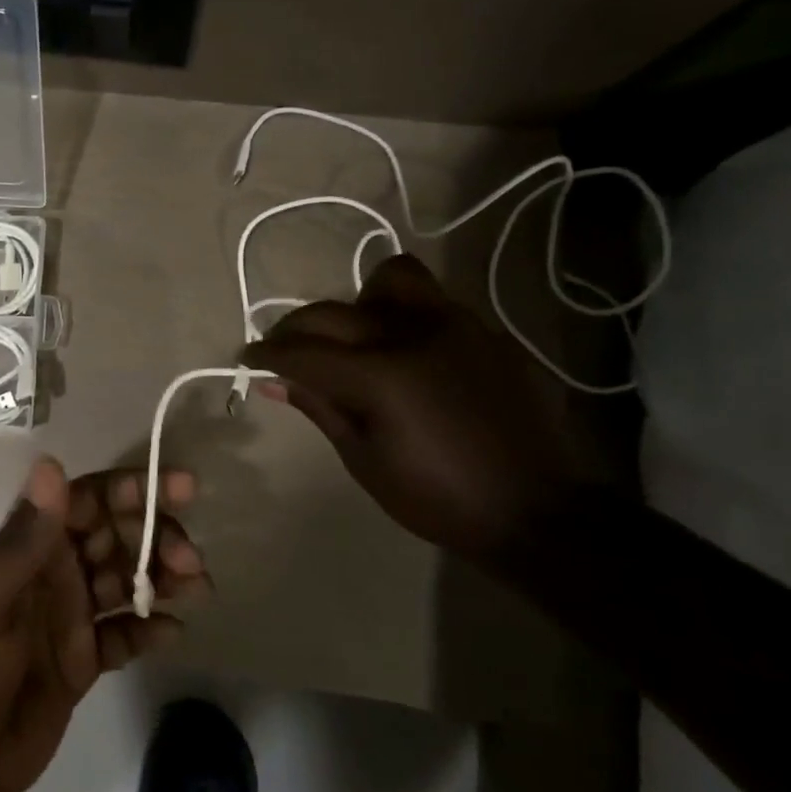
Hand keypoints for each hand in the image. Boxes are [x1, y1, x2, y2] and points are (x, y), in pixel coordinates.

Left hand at [0, 458, 210, 791]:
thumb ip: (25, 537)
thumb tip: (50, 462)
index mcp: (31, 548)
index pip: (89, 501)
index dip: (132, 489)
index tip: (181, 488)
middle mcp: (55, 572)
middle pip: (116, 537)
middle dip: (156, 537)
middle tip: (190, 559)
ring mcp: (71, 616)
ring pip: (127, 582)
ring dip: (163, 579)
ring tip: (200, 589)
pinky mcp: (83, 660)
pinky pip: (124, 635)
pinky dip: (150, 631)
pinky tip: (174, 634)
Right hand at [242, 253, 584, 560]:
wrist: (543, 512)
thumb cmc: (442, 499)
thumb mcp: (366, 461)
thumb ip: (320, 408)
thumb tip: (275, 380)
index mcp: (380, 376)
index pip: (302, 351)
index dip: (266, 353)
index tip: (247, 357)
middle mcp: (412, 334)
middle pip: (332, 311)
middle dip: (295, 328)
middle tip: (284, 350)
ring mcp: (455, 325)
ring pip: (389, 279)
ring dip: (357, 302)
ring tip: (355, 335)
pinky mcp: (486, 331)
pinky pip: (431, 301)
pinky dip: (401, 315)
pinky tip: (404, 352)